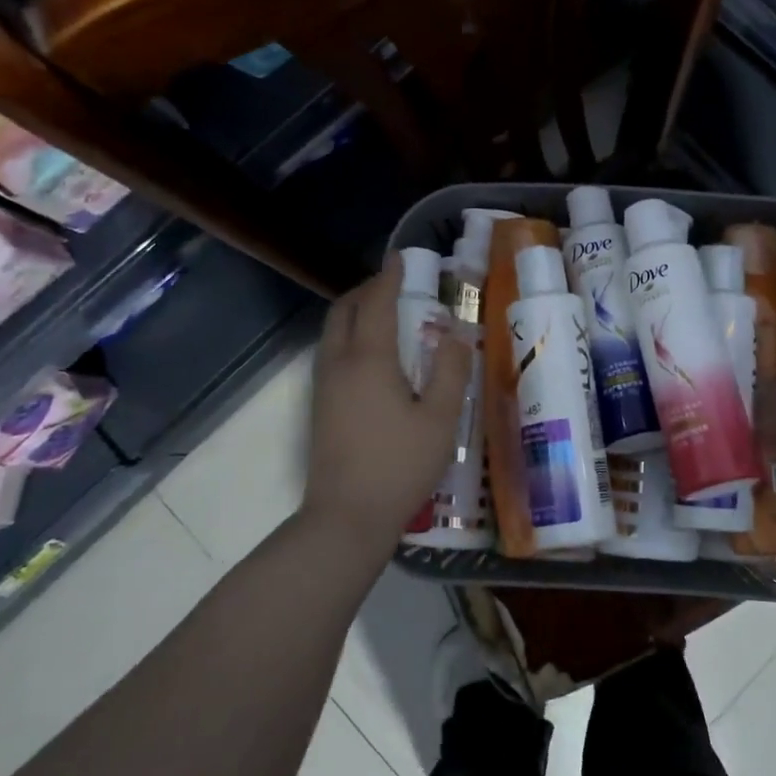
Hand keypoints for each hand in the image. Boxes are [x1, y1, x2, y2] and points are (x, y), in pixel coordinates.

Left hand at [301, 253, 473, 551]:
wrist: (346, 517)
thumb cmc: (399, 465)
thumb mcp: (440, 419)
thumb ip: (451, 372)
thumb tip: (456, 335)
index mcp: (369, 359)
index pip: (378, 303)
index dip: (390, 277)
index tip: (401, 258)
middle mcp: (339, 363)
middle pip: (344, 311)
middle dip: (367, 290)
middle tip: (394, 286)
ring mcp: (323, 386)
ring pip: (332, 332)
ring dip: (355, 313)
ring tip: (385, 316)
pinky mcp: (319, 407)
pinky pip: (331, 352)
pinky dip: (349, 336)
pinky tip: (372, 356)